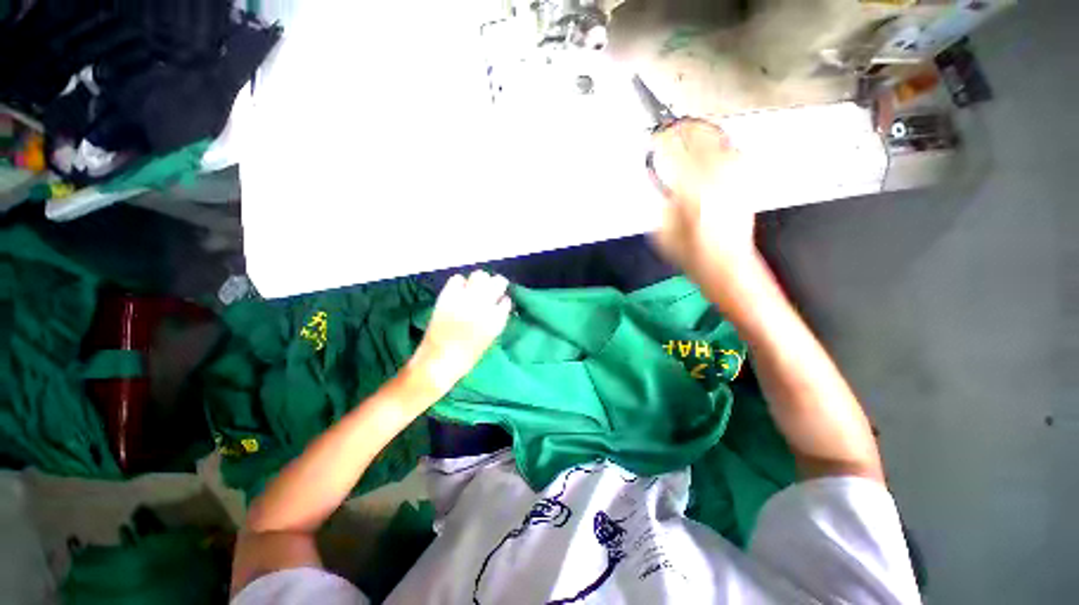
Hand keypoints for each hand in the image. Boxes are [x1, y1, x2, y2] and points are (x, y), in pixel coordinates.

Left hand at [408, 271, 511, 394]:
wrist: (439, 361)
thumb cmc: (468, 355)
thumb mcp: (490, 337)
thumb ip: (497, 318)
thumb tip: (499, 304)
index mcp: (497, 319)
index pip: (506, 300)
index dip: (502, 300)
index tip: (499, 302)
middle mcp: (484, 305)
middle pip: (498, 281)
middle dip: (496, 284)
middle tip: (490, 290)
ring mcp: (465, 298)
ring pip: (479, 275)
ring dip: (480, 281)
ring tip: (474, 289)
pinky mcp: (448, 296)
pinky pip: (457, 279)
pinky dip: (460, 283)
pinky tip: (459, 291)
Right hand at [649, 119, 756, 278]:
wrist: (726, 266)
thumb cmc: (692, 255)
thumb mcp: (663, 234)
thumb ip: (664, 207)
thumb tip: (668, 191)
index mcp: (690, 193)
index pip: (675, 155)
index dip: (663, 143)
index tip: (656, 138)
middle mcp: (715, 181)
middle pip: (701, 142)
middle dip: (686, 131)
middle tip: (676, 126)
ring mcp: (732, 182)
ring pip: (722, 146)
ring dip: (707, 136)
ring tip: (697, 131)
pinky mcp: (744, 187)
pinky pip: (735, 158)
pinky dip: (724, 149)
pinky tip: (719, 149)